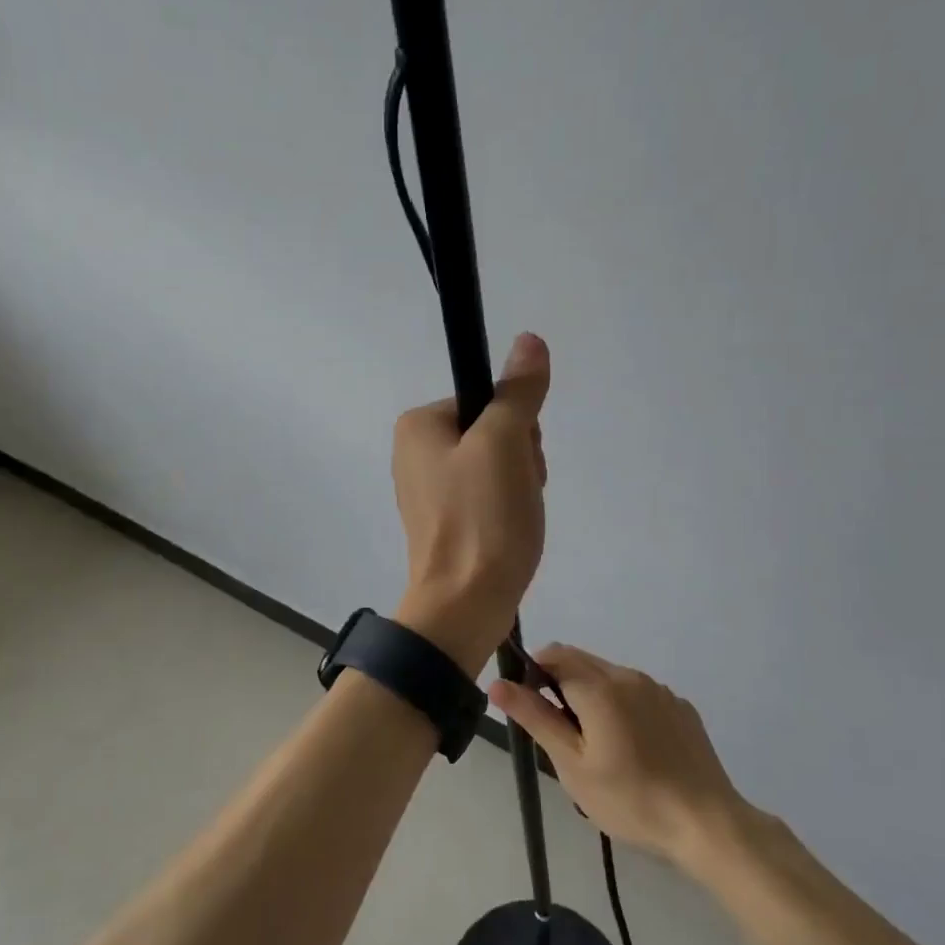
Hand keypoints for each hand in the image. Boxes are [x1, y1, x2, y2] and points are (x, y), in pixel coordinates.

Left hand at [391, 333, 550, 675]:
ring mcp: (428, 490)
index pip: (487, 401)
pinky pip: (487, 497)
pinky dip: (507, 510)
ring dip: (519, 485)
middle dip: (520, 459)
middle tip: (516, 493)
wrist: (464, 604)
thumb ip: (518, 392)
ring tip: (514, 517)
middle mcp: (414, 452)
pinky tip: (509, 532)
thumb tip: (529, 340)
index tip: (519, 460)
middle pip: (492, 432)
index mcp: (418, 425)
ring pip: (496, 466)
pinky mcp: (444, 521)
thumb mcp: (504, 443)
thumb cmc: (481, 517)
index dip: (516, 427)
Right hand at [488, 644, 761, 872]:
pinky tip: (633, 749)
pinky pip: (638, 692)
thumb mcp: (572, 764)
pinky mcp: (680, 706)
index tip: (532, 709)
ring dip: (591, 694)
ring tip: (597, 745)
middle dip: (560, 683)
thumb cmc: (630, 799)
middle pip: (581, 660)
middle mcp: (629, 675)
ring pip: (610, 676)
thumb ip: (535, 717)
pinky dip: (622, 706)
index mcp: (599, 686)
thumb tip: (497, 683)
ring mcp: (658, 689)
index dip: (533, 673)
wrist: (707, 824)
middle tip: (561, 733)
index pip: (553, 655)